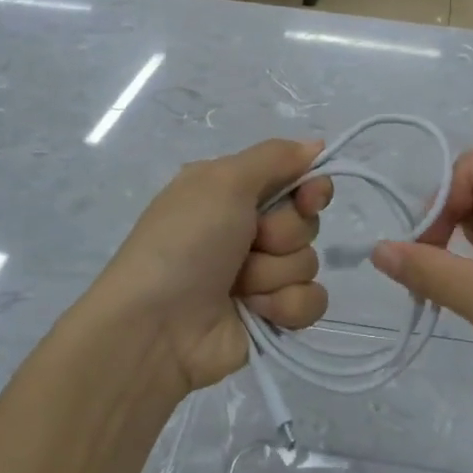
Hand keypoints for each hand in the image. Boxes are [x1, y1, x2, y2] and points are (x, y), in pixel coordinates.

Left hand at [82, 139, 332, 398]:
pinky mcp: (270, 317)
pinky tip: (254, 312)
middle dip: (282, 234)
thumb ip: (274, 157)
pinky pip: (310, 302)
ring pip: (308, 263)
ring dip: (274, 274)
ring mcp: (259, 276)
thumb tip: (316, 144)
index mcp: (231, 193)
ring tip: (238, 286)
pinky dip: (285, 307)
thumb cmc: (185, 243)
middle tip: (249, 244)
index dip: (310, 187)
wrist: (156, 327)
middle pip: (305, 222)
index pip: (294, 179)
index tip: (309, 197)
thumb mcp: (222, 181)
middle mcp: (247, 230)